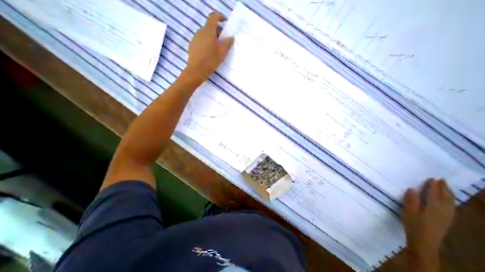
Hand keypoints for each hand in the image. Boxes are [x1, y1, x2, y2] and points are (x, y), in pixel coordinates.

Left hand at [185, 11, 233, 79]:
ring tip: (216, 49)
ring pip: (205, 34)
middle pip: (210, 27)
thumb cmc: (211, 60)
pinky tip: (208, 53)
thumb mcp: (222, 53)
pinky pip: (201, 40)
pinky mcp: (192, 45)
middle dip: (217, 31)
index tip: (225, 22)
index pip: (213, 17)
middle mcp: (200, 31)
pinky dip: (206, 43)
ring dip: (211, 38)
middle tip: (222, 42)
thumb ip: (227, 43)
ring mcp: (195, 38)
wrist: (197, 70)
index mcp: (208, 31)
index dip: (220, 17)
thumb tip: (230, 38)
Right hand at [402, 180, 454, 270]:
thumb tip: (413, 188)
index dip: (433, 186)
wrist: (424, 241)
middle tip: (441, 179)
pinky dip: (450, 201)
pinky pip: (451, 207)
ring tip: (446, 187)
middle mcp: (443, 211)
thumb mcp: (408, 211)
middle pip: (445, 197)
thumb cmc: (413, 224)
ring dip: (448, 194)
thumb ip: (411, 199)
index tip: (433, 178)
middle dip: (444, 188)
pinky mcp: (446, 220)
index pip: (434, 194)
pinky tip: (448, 201)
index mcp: (432, 207)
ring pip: (450, 202)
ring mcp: (446, 216)